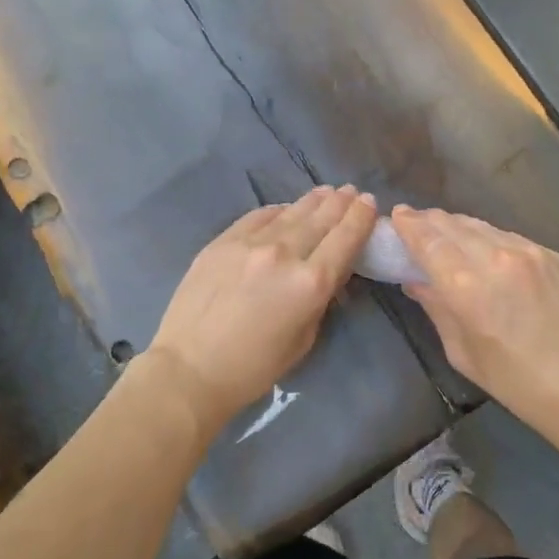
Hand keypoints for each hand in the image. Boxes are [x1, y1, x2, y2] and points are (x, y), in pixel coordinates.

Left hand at [146, 186, 376, 437]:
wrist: (189, 368)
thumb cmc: (254, 367)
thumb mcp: (304, 339)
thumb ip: (320, 299)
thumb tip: (328, 271)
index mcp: (311, 283)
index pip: (346, 239)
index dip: (361, 217)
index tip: (369, 203)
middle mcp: (285, 253)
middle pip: (321, 218)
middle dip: (340, 203)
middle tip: (351, 190)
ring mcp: (250, 242)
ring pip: (291, 212)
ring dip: (313, 200)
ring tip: (327, 191)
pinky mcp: (223, 240)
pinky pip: (259, 216)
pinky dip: (278, 210)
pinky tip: (286, 208)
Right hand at [391, 206, 558, 424]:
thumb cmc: (514, 379)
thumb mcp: (461, 351)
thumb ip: (436, 308)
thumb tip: (416, 281)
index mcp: (466, 285)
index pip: (428, 240)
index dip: (409, 225)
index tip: (397, 215)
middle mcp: (495, 257)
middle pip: (453, 225)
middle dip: (430, 221)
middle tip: (416, 222)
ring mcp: (528, 251)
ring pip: (482, 226)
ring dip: (459, 226)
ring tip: (447, 231)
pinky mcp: (552, 254)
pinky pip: (510, 237)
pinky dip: (490, 238)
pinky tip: (486, 249)